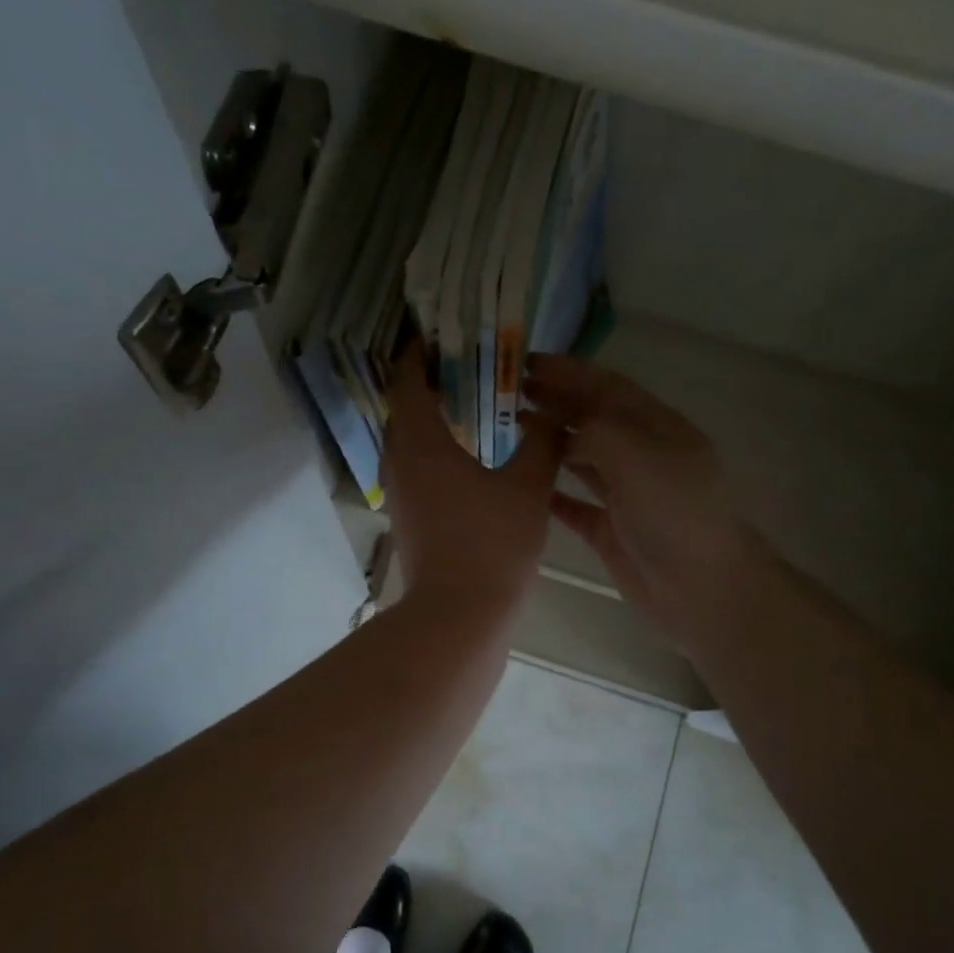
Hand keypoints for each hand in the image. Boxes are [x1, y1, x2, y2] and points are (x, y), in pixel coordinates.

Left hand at [382, 344, 562, 612]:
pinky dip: (436, 448)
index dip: (421, 354)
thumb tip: (552, 418)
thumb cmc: (492, 544)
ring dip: (433, 418)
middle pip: (405, 408)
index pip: (408, 381)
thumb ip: (542, 444)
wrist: (458, 615)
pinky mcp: (409, 516)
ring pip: (409, 440)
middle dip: (430, 383)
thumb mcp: (528, 488)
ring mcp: (401, 492)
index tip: (443, 337)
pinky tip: (471, 455)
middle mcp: (400, 461)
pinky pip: (416, 466)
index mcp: (420, 442)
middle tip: (469, 367)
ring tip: (473, 405)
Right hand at [524, 355, 768, 646]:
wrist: (700, 586)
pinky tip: (523, 482)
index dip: (568, 371)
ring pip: (580, 457)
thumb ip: (594, 429)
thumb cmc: (672, 510)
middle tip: (507, 393)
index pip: (605, 386)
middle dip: (553, 402)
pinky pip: (573, 503)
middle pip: (590, 419)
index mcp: (655, 426)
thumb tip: (563, 431)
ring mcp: (625, 493)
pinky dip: (550, 490)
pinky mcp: (611, 529)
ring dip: (547, 440)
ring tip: (507, 428)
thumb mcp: (635, 452)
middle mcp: (640, 454)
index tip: (525, 362)